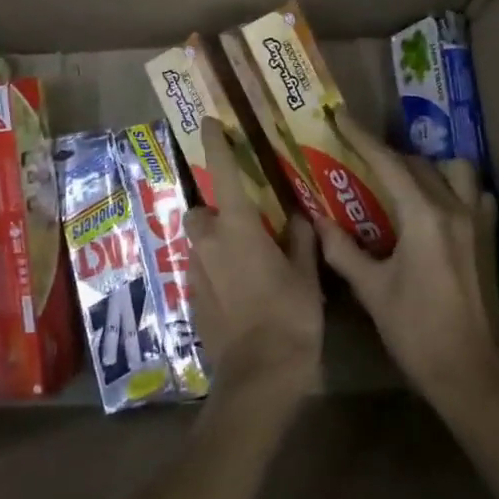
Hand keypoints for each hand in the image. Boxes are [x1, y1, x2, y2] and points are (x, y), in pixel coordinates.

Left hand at [184, 118, 323, 412]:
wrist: (259, 375)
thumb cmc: (290, 316)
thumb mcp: (306, 275)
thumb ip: (301, 240)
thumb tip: (298, 219)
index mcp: (238, 228)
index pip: (223, 174)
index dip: (215, 145)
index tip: (208, 123)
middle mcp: (209, 244)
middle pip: (200, 213)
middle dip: (215, 212)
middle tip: (244, 223)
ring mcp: (195, 274)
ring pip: (198, 244)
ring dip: (214, 243)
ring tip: (245, 261)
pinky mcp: (192, 301)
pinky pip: (199, 272)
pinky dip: (214, 271)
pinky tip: (238, 291)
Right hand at [314, 117, 498, 418]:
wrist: (469, 372)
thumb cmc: (415, 332)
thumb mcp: (371, 290)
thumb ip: (342, 250)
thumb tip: (317, 221)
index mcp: (423, 217)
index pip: (388, 163)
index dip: (361, 137)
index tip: (339, 117)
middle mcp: (454, 208)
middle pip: (417, 164)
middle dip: (386, 154)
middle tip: (358, 157)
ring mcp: (477, 221)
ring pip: (455, 170)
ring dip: (427, 167)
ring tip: (402, 182)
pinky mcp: (489, 237)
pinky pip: (475, 194)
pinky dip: (456, 188)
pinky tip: (438, 205)